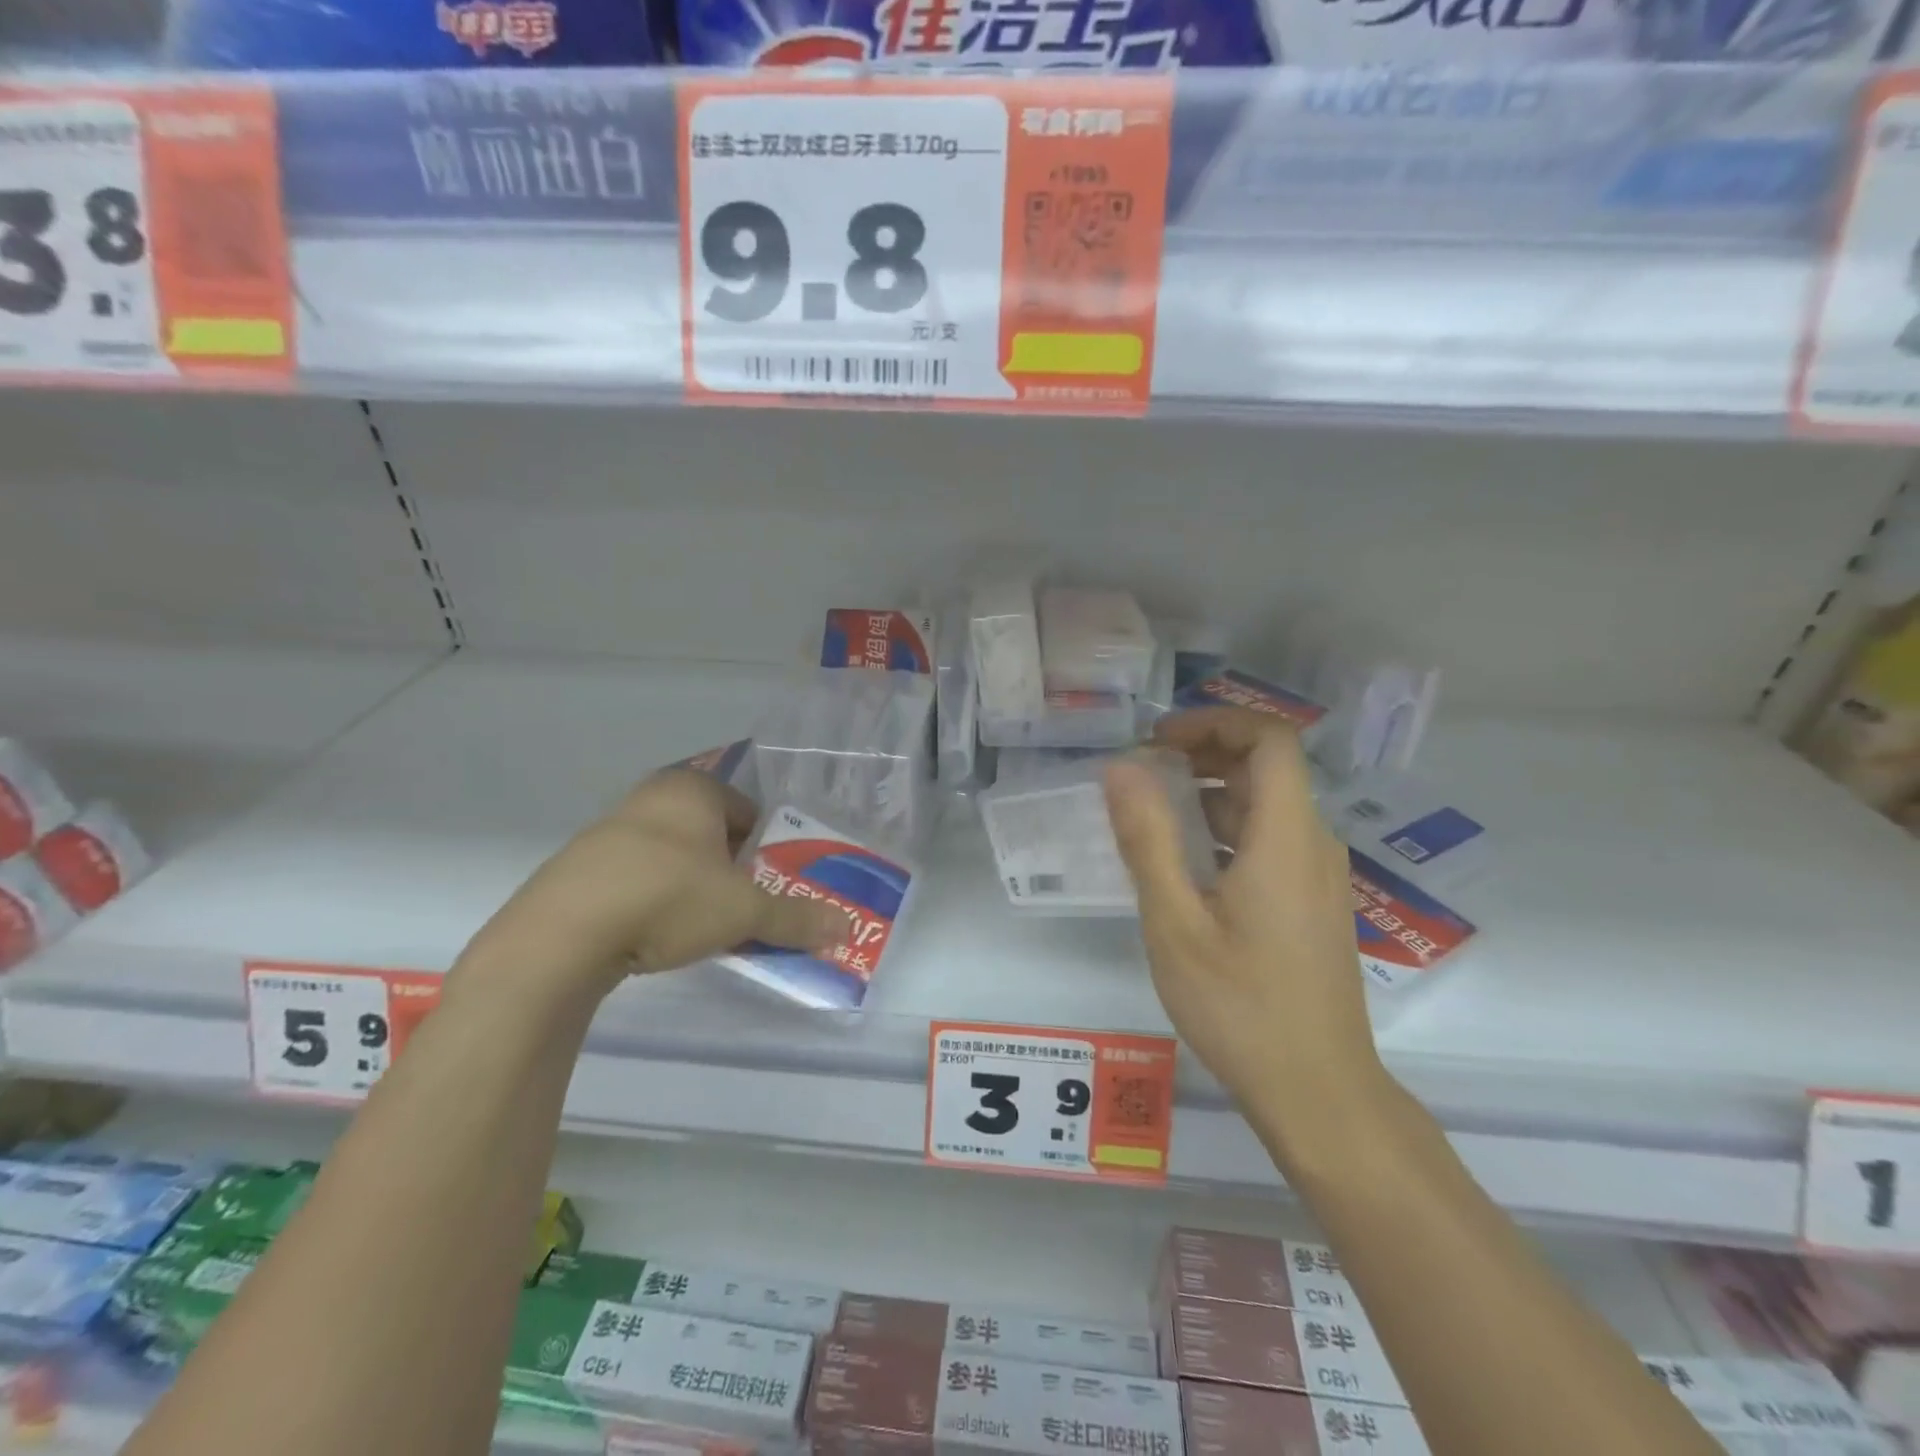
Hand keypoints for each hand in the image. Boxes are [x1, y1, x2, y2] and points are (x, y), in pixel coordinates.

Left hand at [463, 769, 850, 1001]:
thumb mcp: (743, 910)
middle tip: (742, 908)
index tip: (770, 886)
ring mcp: (608, 830)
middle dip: (731, 870)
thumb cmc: (667, 898)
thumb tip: (845, 926)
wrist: (561, 936)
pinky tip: (653, 934)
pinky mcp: (578, 867)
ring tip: (699, 927)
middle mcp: (650, 797)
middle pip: (711, 834)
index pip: (749, 811)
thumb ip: (795, 917)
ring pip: (673, 856)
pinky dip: (653, 900)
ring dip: (692, 886)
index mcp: (693, 789)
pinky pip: (636, 877)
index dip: (767, 850)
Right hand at [1103, 708, 1383, 1139]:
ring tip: (1150, 811)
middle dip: (1204, 752)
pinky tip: (1183, 860)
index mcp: (1286, 837)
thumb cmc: (1241, 1007)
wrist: (1317, 1091)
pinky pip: (1269, 839)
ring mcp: (1316, 874)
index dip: (1215, 722)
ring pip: (1266, 804)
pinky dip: (1224, 827)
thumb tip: (1121, 768)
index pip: (1270, 739)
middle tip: (1143, 770)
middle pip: (1267, 766)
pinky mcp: (1310, 901)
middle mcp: (1312, 843)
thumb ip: (1148, 840)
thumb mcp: (1176, 923)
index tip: (1158, 740)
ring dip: (1210, 791)